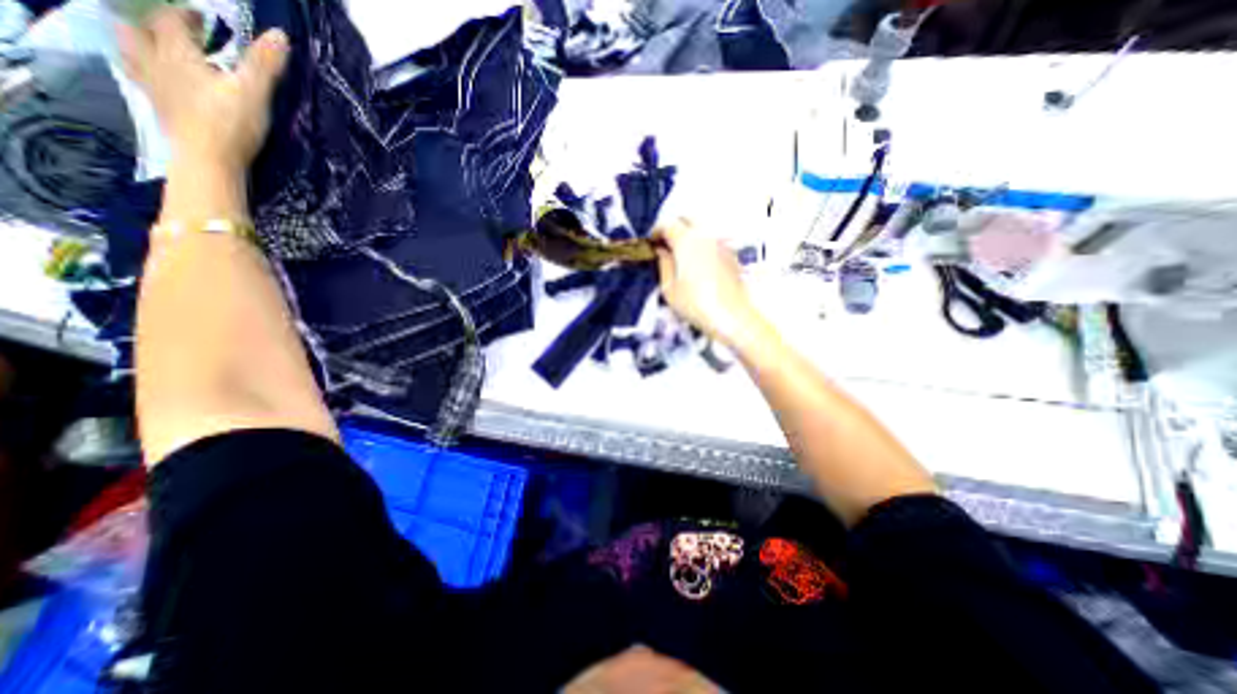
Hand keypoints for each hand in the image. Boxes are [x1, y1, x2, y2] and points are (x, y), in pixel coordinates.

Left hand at [116, 8, 290, 174]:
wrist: (209, 160)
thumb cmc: (231, 123)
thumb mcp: (255, 92)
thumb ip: (265, 64)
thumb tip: (281, 34)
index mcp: (178, 54)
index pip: (171, 21)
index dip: (184, 15)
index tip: (201, 17)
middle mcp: (156, 63)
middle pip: (138, 32)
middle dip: (154, 26)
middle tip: (175, 31)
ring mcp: (153, 88)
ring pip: (132, 54)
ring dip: (140, 46)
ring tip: (157, 50)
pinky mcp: (160, 111)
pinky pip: (142, 83)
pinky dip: (146, 75)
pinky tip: (159, 83)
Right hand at [657, 217, 765, 345]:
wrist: (732, 317)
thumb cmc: (696, 305)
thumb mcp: (669, 289)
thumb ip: (663, 264)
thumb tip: (661, 251)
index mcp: (686, 241)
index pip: (667, 224)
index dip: (656, 232)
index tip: (651, 243)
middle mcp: (705, 236)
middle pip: (686, 220)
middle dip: (673, 228)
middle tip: (665, 246)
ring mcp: (721, 243)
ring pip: (701, 229)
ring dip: (688, 236)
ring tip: (681, 255)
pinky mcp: (731, 254)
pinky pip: (712, 241)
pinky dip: (701, 245)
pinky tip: (698, 263)